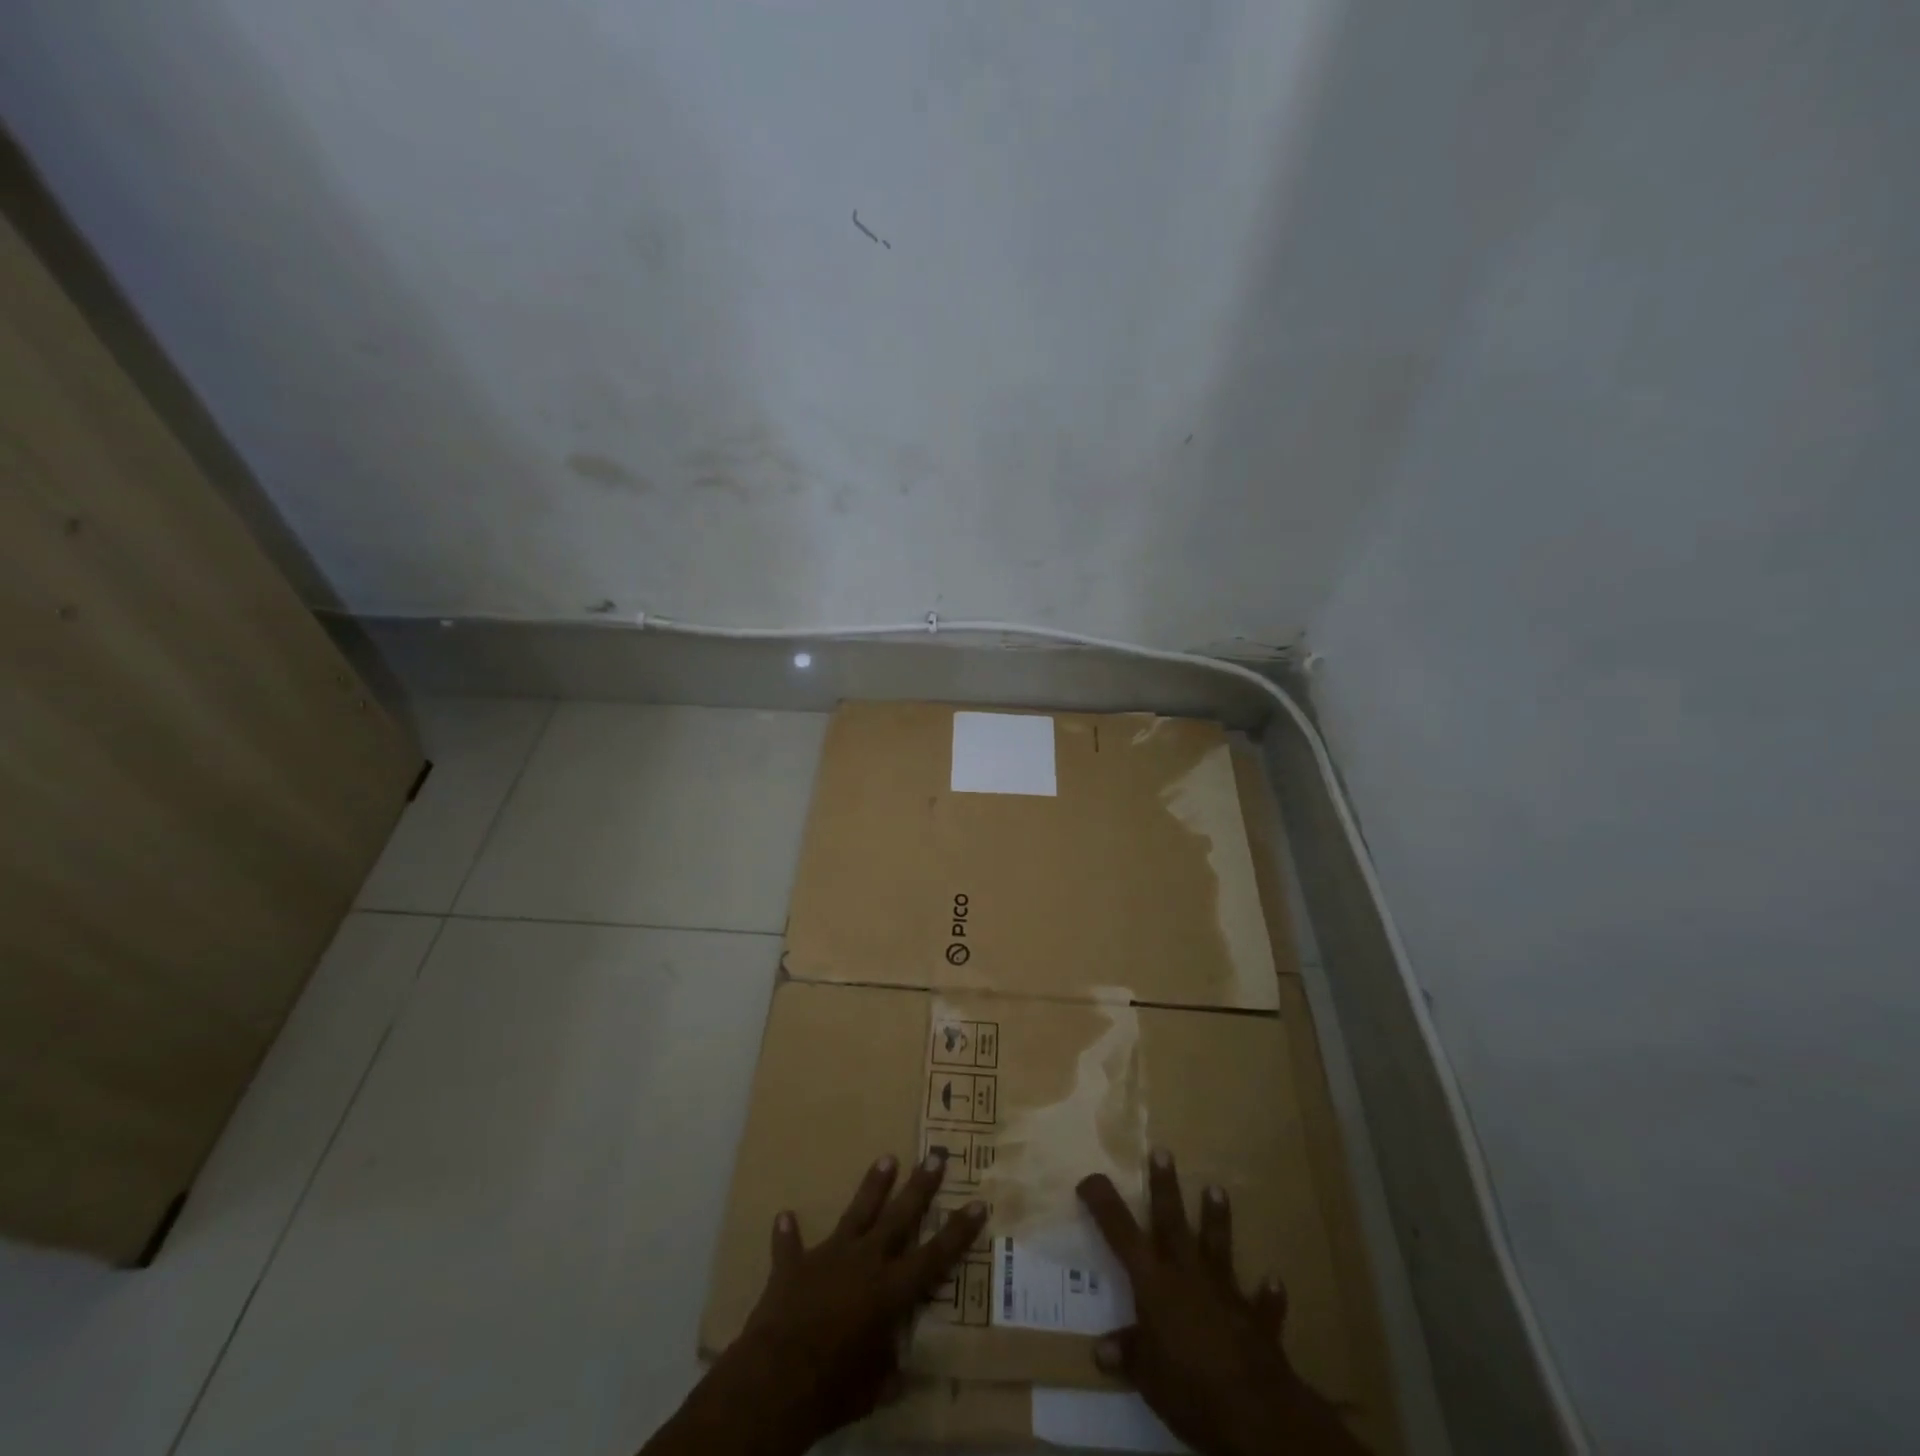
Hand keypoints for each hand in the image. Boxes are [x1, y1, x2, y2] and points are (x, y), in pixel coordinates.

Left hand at [647, 1153, 985, 1455]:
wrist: (774, 1380)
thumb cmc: (833, 1389)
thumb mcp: (872, 1390)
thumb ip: (886, 1370)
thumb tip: (896, 1368)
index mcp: (890, 1291)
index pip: (934, 1257)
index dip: (958, 1231)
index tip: (978, 1202)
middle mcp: (865, 1262)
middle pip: (899, 1217)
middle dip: (920, 1186)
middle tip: (935, 1155)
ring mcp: (828, 1257)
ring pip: (856, 1213)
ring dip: (872, 1186)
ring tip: (886, 1158)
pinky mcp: (793, 1266)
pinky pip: (790, 1245)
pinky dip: (788, 1234)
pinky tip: (784, 1216)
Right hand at [1078, 1149, 1366, 1455]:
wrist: (1254, 1411)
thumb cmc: (1188, 1387)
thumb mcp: (1146, 1377)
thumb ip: (1128, 1355)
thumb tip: (1101, 1350)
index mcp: (1153, 1282)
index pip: (1120, 1231)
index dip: (1103, 1203)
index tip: (1089, 1180)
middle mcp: (1187, 1274)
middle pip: (1172, 1221)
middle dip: (1165, 1186)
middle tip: (1163, 1151)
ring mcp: (1224, 1292)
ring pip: (1218, 1246)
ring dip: (1217, 1219)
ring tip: (1217, 1188)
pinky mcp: (1257, 1320)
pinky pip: (1262, 1304)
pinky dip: (1267, 1294)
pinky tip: (1274, 1280)